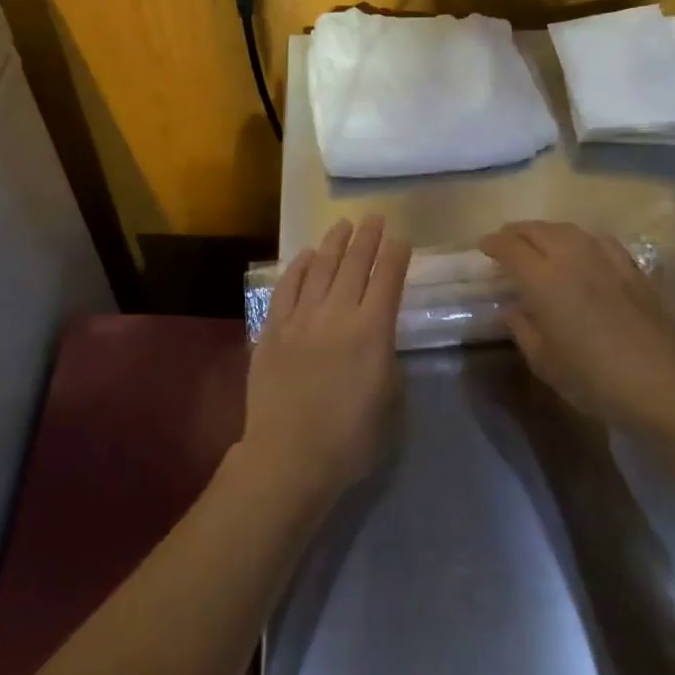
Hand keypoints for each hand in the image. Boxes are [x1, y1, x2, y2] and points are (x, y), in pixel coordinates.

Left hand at [241, 214, 410, 507]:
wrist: (289, 457)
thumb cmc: (350, 439)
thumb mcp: (390, 401)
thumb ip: (386, 358)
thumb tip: (378, 337)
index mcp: (372, 331)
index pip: (388, 279)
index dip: (396, 255)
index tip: (401, 238)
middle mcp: (338, 314)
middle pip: (355, 264)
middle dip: (368, 237)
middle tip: (374, 217)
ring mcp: (302, 318)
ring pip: (321, 267)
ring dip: (334, 243)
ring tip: (343, 224)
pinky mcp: (273, 328)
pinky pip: (287, 287)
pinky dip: (299, 267)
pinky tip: (307, 255)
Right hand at [481, 220, 674, 428]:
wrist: (662, 385)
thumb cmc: (594, 379)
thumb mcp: (545, 363)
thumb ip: (523, 329)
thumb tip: (512, 309)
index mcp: (543, 279)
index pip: (510, 247)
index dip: (493, 244)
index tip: (483, 248)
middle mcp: (571, 258)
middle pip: (537, 230)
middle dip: (516, 232)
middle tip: (505, 243)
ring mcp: (604, 259)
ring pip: (567, 229)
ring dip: (545, 231)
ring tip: (538, 242)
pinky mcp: (631, 267)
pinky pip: (598, 240)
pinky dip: (580, 239)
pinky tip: (581, 250)